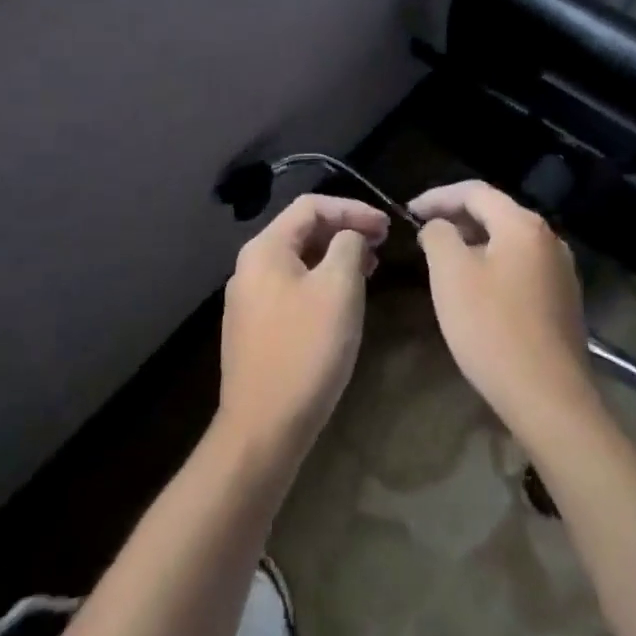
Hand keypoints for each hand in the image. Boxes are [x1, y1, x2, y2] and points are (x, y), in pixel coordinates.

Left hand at [218, 193, 388, 464]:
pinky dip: (321, 282)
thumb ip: (349, 246)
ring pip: (299, 261)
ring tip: (370, 269)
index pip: (311, 206)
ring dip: (335, 257)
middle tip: (382, 243)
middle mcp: (250, 267)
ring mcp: (249, 299)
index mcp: (265, 249)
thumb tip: (350, 236)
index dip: (352, 209)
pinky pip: (292, 287)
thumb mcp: (339, 288)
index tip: (386, 226)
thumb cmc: (306, 350)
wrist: (263, 428)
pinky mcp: (255, 328)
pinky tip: (343, 300)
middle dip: (345, 231)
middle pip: (302, 231)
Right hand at [410, 180, 597, 442]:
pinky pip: (521, 266)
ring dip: (475, 242)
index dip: (438, 196)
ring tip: (445, 259)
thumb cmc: (493, 328)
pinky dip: (494, 265)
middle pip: (496, 213)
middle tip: (424, 233)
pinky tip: (477, 289)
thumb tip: (439, 226)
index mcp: (523, 224)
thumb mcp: (451, 275)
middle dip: (456, 218)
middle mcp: (549, 238)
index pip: (475, 191)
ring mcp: (561, 270)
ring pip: (509, 241)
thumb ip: (439, 236)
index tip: (408, 211)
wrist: (549, 398)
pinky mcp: (563, 300)